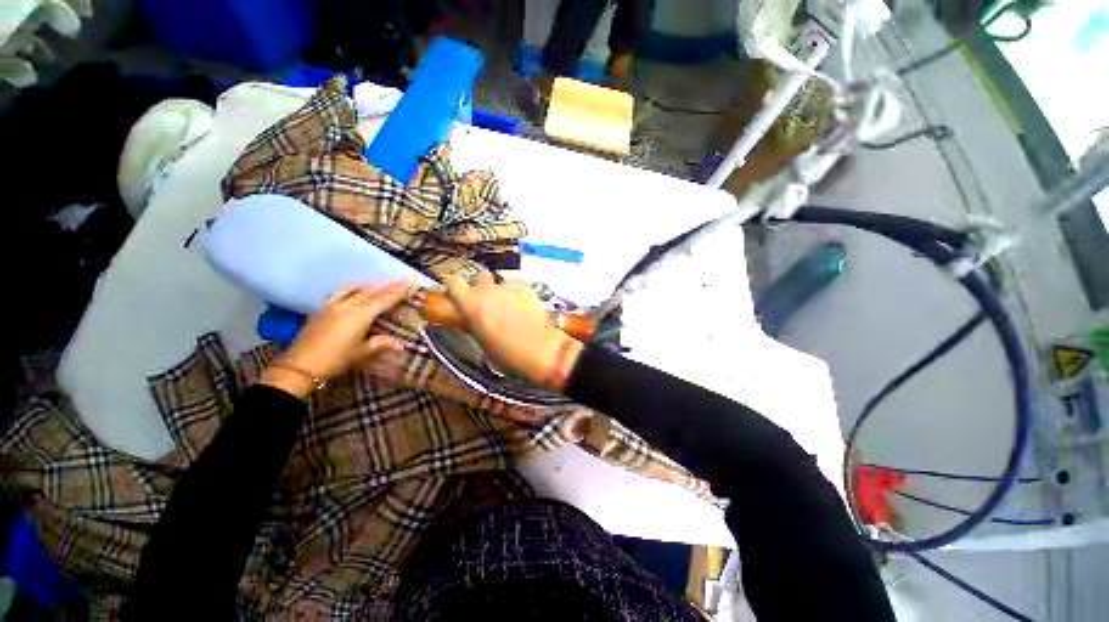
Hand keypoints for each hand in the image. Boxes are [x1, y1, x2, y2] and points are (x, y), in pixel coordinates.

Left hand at [261, 281, 413, 397]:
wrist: (301, 366)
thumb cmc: (336, 359)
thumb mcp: (363, 352)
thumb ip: (382, 343)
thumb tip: (401, 343)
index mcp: (361, 315)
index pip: (385, 299)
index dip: (400, 291)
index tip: (411, 282)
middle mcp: (348, 305)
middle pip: (372, 292)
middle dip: (389, 285)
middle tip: (402, 279)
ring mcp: (333, 305)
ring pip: (355, 289)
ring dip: (371, 285)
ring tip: (381, 283)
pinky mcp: (322, 309)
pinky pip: (341, 292)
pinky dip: (352, 288)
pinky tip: (354, 290)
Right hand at [444, 272, 581, 389]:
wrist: (540, 349)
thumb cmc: (506, 353)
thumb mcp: (482, 340)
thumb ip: (474, 321)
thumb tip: (472, 316)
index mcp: (471, 304)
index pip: (454, 282)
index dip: (456, 287)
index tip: (459, 295)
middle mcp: (488, 290)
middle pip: (481, 276)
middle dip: (483, 286)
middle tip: (489, 300)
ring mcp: (509, 287)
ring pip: (502, 281)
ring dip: (503, 289)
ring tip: (510, 304)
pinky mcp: (528, 288)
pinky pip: (518, 286)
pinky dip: (519, 292)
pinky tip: (525, 305)